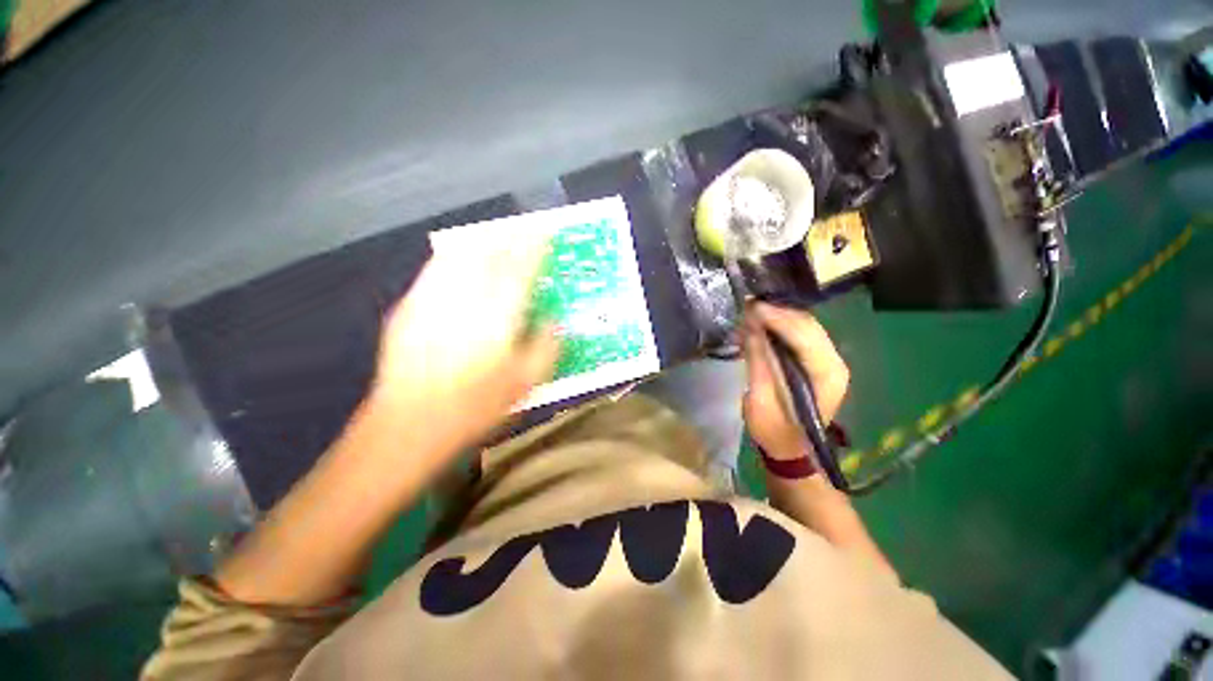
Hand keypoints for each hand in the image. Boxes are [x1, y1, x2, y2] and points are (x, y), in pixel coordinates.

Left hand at [367, 233, 559, 460]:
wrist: (411, 421)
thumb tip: (554, 321)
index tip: (545, 232)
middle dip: (510, 238)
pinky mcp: (410, 306)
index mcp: (498, 312)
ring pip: (460, 254)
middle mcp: (466, 296)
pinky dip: (453, 256)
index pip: (521, 266)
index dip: (535, 245)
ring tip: (495, 238)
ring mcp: (433, 297)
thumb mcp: (527, 381)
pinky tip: (458, 259)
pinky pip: (435, 269)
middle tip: (523, 232)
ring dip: (482, 242)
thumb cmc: (477, 404)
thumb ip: (547, 346)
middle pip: (490, 252)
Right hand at [742, 302, 848, 461]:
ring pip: (806, 326)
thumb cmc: (774, 430)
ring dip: (780, 316)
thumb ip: (758, 360)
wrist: (790, 450)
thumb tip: (750, 326)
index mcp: (826, 375)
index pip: (803, 335)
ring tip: (753, 311)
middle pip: (808, 325)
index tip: (750, 306)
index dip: (776, 317)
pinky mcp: (819, 363)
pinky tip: (764, 324)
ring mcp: (829, 362)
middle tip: (748, 306)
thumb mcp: (760, 398)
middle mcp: (835, 363)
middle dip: (777, 312)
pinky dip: (782, 326)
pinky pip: (802, 335)